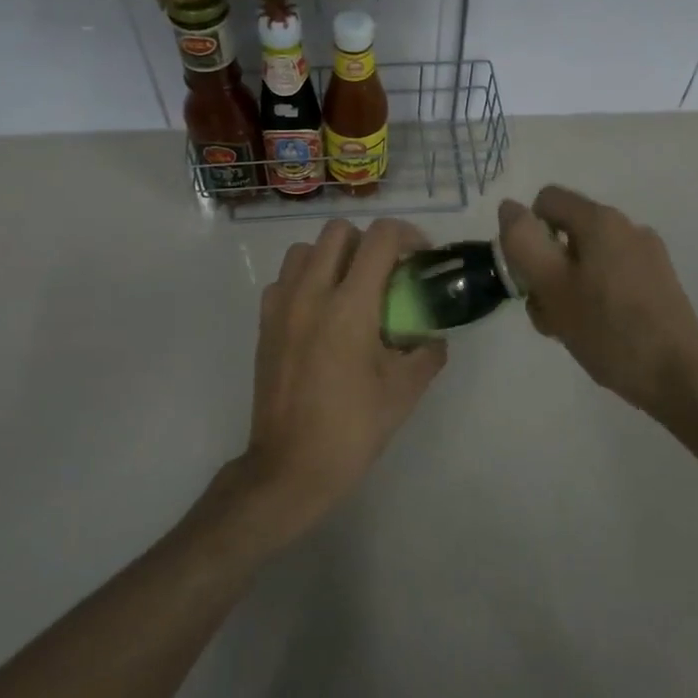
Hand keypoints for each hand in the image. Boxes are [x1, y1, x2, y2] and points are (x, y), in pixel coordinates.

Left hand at [240, 218, 447, 534]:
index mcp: (350, 306)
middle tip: (387, 272)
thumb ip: (427, 353)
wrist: (290, 467)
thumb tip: (433, 336)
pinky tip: (320, 311)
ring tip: (352, 288)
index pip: (381, 238)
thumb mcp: (404, 391)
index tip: (420, 258)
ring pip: (306, 249)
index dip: (408, 235)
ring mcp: (282, 306)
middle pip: (339, 230)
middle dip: (370, 242)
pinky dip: (306, 280)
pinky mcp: (264, 323)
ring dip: (334, 256)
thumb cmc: (352, 429)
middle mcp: (312, 293)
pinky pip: (285, 279)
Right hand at [498, 186, 697, 421]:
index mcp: (601, 221)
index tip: (529, 276)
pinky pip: (612, 276)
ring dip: (568, 287)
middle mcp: (628, 227)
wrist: (679, 378)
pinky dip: (595, 296)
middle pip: (567, 232)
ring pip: (588, 259)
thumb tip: (510, 207)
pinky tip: (598, 332)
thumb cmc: (608, 330)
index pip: (546, 201)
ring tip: (571, 329)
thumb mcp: (551, 286)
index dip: (527, 233)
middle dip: (547, 268)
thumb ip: (523, 242)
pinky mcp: (659, 282)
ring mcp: (648, 255)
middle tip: (548, 312)